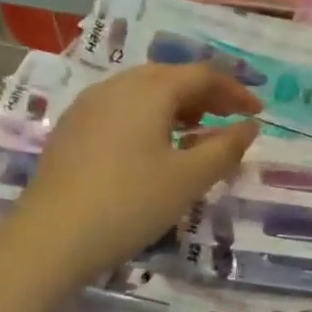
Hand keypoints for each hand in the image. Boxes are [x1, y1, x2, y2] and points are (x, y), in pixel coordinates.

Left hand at [9, 63, 260, 284]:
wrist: (52, 236)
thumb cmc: (131, 203)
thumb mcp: (189, 179)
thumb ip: (225, 148)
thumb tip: (249, 126)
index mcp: (149, 90)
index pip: (202, 74)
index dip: (235, 90)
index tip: (258, 112)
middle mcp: (116, 86)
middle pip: (169, 77)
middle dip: (204, 95)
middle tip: (229, 119)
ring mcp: (87, 107)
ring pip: (141, 93)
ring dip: (175, 106)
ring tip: (195, 133)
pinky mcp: (71, 130)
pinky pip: (120, 111)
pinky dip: (147, 119)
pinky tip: (151, 149)